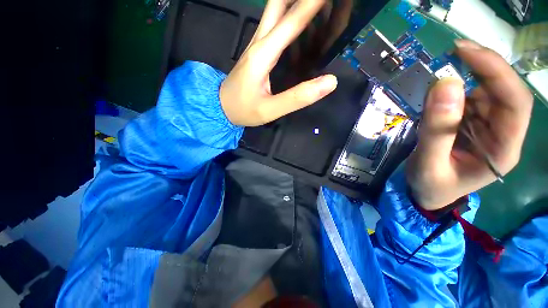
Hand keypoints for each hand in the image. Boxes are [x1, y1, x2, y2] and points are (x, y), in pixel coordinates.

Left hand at [220, 0, 336, 126]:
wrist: (221, 107)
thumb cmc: (244, 110)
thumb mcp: (270, 110)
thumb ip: (298, 97)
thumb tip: (330, 81)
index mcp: (263, 54)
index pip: (292, 20)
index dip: (313, 2)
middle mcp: (259, 42)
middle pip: (279, 4)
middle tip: (322, 0)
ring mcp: (256, 44)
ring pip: (275, 10)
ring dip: (294, 0)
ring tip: (316, 4)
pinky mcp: (256, 50)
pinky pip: (273, 24)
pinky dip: (289, 14)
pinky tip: (300, 20)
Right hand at [407, 40, 533, 210]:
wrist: (426, 193)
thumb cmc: (430, 186)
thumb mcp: (429, 163)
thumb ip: (436, 130)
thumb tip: (443, 85)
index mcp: (502, 150)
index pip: (515, 103)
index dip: (496, 72)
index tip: (465, 52)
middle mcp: (503, 134)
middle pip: (503, 92)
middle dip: (482, 67)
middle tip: (451, 53)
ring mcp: (488, 128)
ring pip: (485, 92)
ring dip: (464, 79)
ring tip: (436, 80)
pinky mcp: (472, 124)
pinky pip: (468, 99)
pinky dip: (453, 91)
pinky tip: (437, 95)